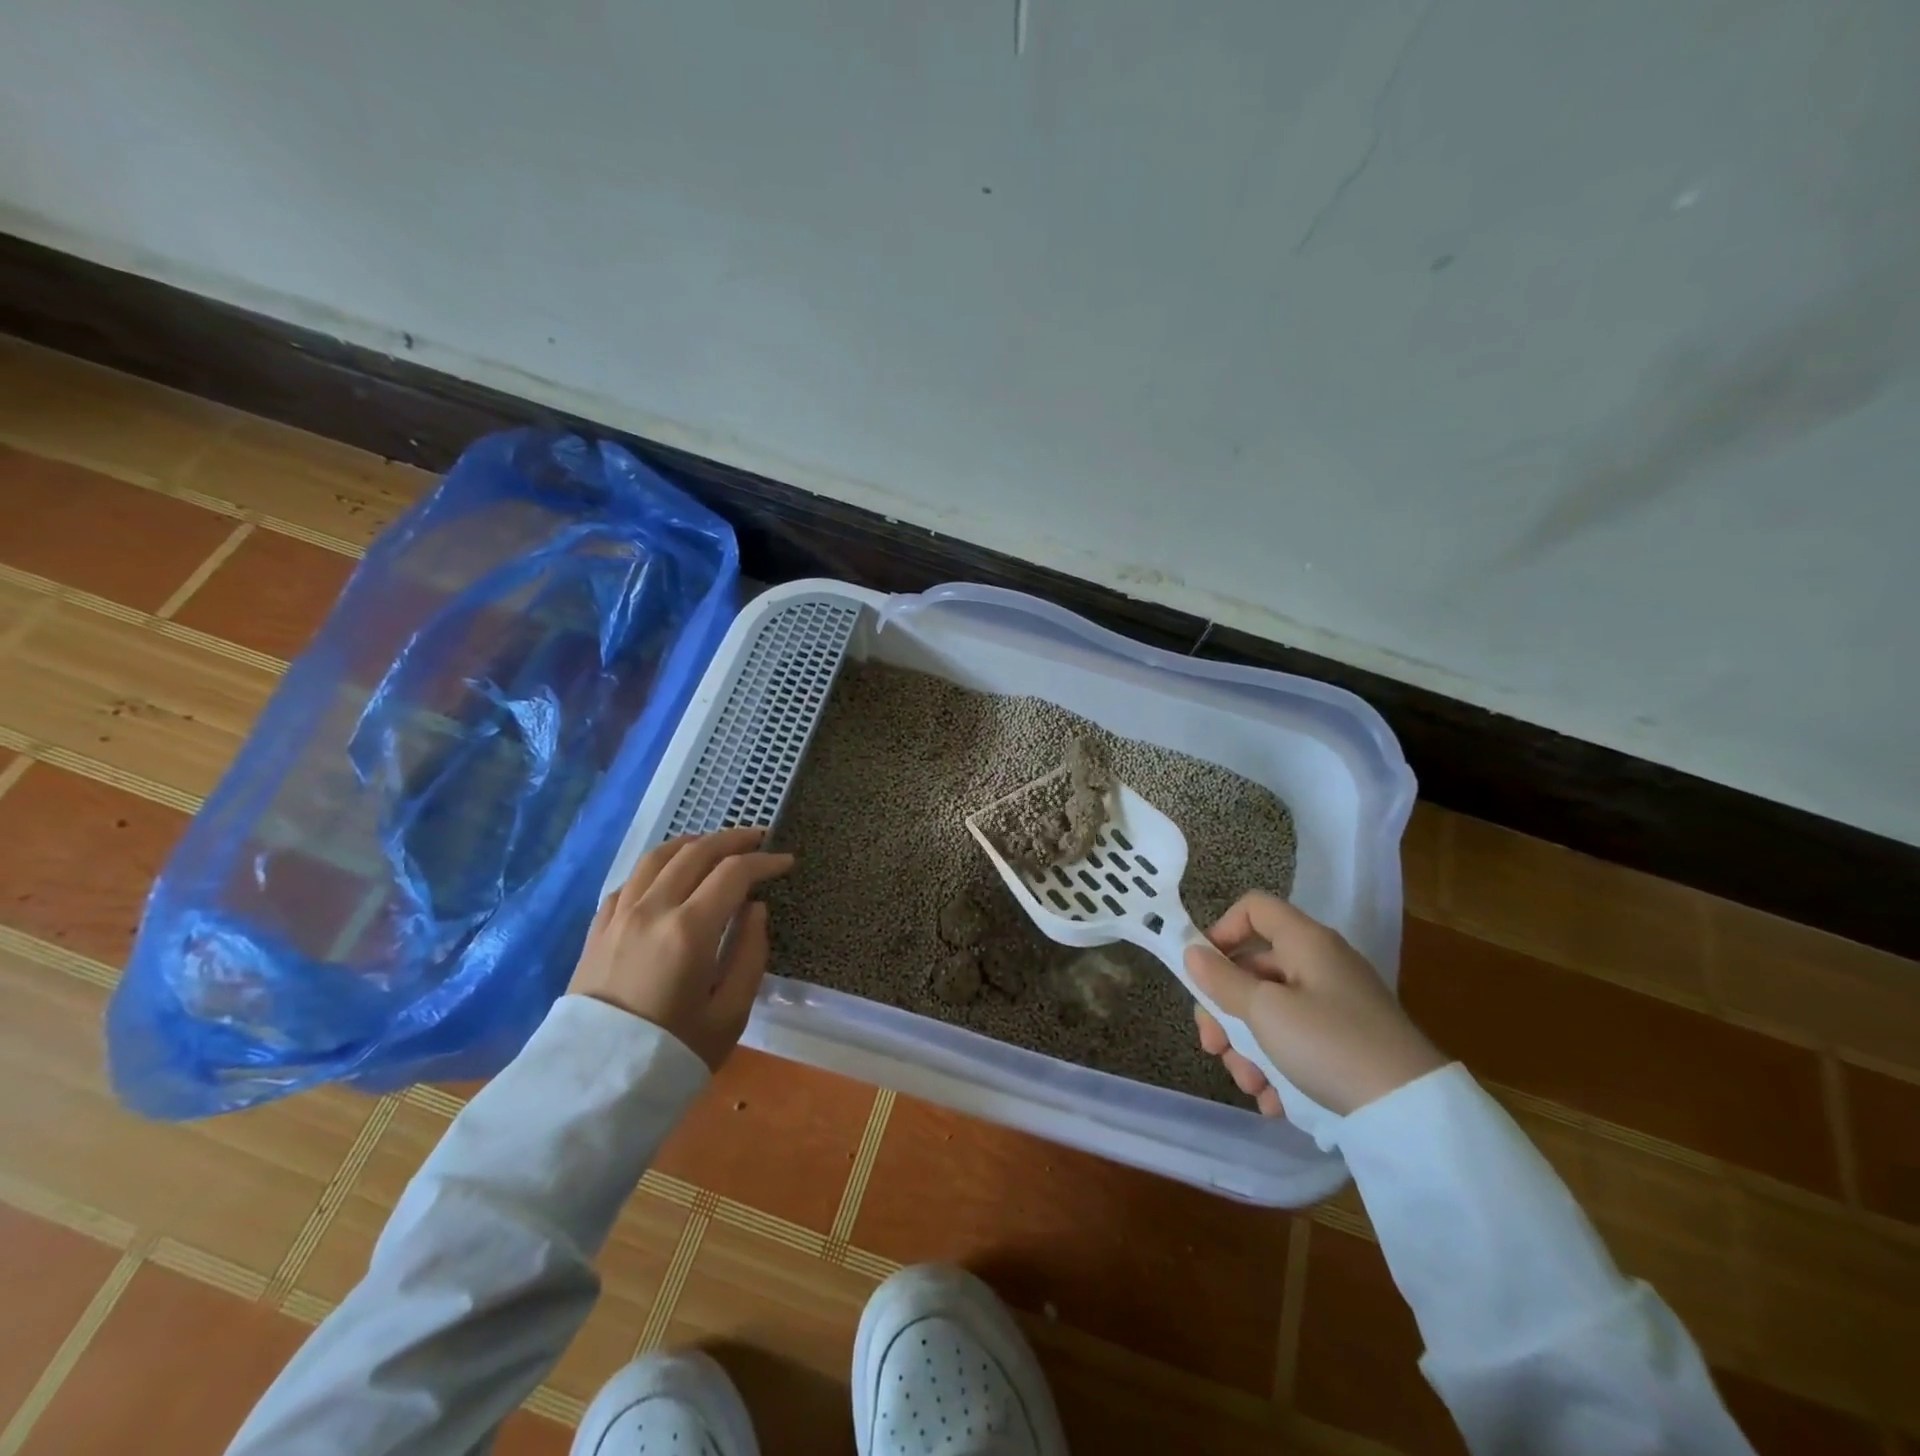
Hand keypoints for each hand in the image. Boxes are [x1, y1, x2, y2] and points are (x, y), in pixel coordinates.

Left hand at [568, 827, 794, 1070]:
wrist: (594, 1088)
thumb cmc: (673, 1052)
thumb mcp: (730, 1013)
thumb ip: (750, 953)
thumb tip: (755, 909)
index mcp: (689, 929)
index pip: (734, 873)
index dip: (764, 862)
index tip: (786, 861)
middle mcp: (652, 909)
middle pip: (696, 852)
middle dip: (733, 839)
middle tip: (759, 838)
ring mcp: (619, 916)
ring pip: (657, 857)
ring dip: (692, 843)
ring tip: (715, 845)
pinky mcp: (597, 929)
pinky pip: (629, 881)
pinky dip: (656, 867)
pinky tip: (667, 876)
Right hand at [1185, 892, 1445, 1116]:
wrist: (1412, 1113)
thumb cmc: (1329, 1045)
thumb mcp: (1265, 1012)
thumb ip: (1222, 981)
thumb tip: (1192, 953)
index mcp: (1305, 942)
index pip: (1253, 908)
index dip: (1221, 930)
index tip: (1204, 971)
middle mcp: (1320, 965)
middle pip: (1254, 970)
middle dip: (1226, 1012)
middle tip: (1214, 1048)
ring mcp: (1335, 1005)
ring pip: (1270, 1013)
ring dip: (1248, 1049)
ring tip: (1252, 1086)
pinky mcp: (1346, 1043)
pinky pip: (1296, 1043)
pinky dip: (1279, 1068)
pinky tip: (1275, 1101)